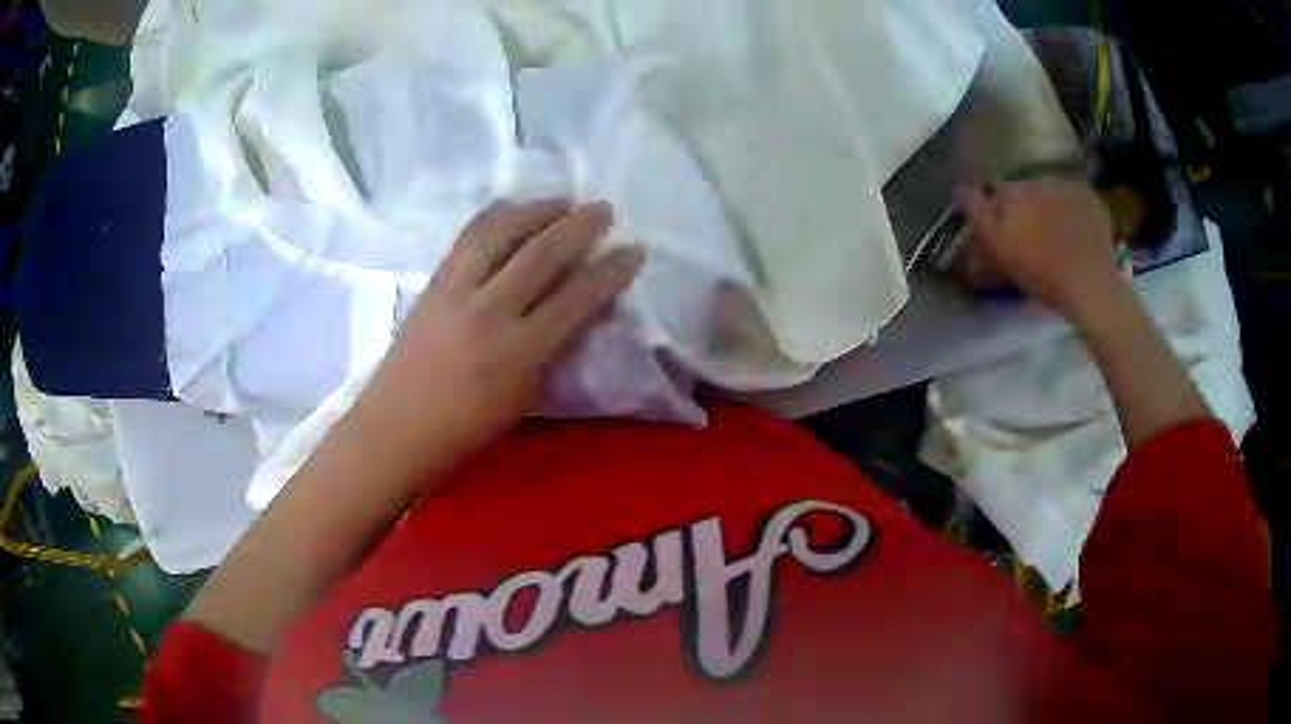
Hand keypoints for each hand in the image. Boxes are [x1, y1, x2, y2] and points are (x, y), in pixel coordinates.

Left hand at [348, 200, 644, 473]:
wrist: (396, 427)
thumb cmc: (465, 428)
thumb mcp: (524, 397)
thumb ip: (553, 349)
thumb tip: (579, 308)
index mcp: (519, 351)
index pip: (577, 297)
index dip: (611, 271)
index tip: (634, 250)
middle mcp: (489, 310)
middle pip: (542, 252)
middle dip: (580, 225)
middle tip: (604, 210)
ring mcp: (456, 289)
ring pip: (502, 231)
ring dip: (538, 210)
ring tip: (562, 202)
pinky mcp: (434, 281)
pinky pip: (469, 236)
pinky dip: (498, 216)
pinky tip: (514, 211)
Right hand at [962, 179, 1121, 315]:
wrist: (1090, 288)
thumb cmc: (1042, 275)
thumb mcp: (1001, 251)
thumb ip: (979, 215)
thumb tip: (959, 186)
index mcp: (1016, 190)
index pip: (998, 192)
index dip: (1000, 213)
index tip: (1006, 236)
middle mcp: (1040, 178)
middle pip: (1027, 192)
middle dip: (1027, 210)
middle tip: (1034, 241)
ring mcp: (1068, 186)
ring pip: (1051, 194)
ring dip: (1050, 209)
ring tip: (1058, 239)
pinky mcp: (1091, 198)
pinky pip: (1075, 199)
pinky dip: (1074, 212)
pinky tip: (1076, 234)